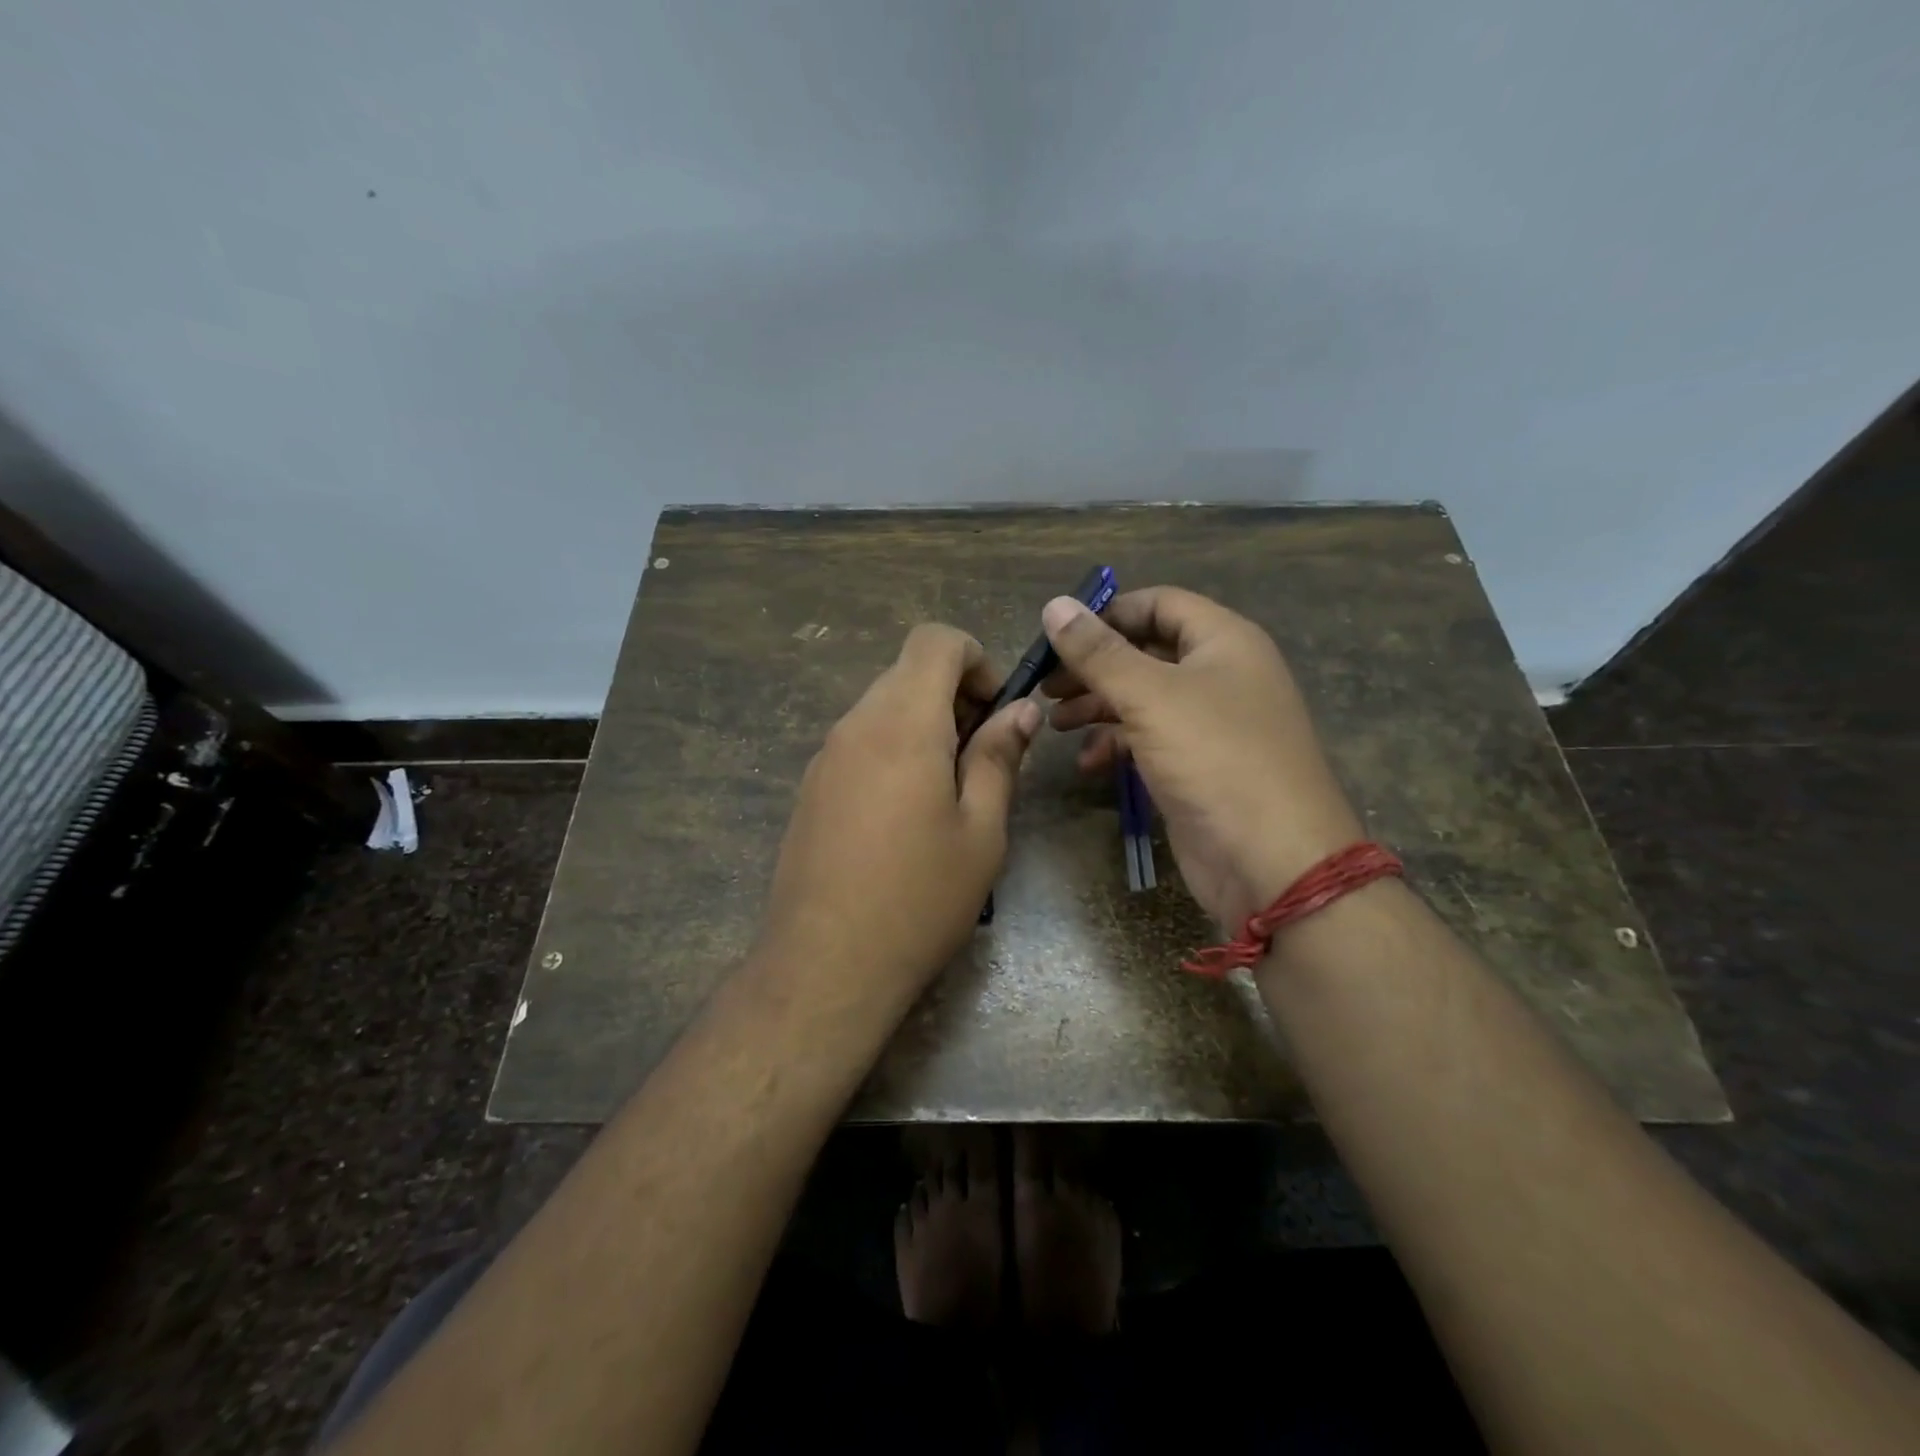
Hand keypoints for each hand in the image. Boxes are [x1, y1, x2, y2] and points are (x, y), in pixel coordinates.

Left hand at [757, 624, 1041, 997]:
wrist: (824, 965)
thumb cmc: (919, 898)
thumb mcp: (981, 830)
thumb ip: (999, 758)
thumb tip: (1020, 711)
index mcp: (903, 724)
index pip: (934, 640)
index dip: (975, 658)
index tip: (995, 712)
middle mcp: (856, 725)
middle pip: (908, 672)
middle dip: (955, 696)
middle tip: (983, 760)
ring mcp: (825, 756)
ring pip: (883, 707)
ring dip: (925, 726)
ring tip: (950, 793)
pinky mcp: (811, 787)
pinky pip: (860, 742)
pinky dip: (894, 751)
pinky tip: (906, 817)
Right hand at [1042, 588, 1363, 931]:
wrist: (1271, 860)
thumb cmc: (1214, 758)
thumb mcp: (1150, 696)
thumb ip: (1098, 652)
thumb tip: (1054, 605)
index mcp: (1223, 641)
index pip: (1159, 604)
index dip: (1108, 613)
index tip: (1058, 635)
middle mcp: (1220, 675)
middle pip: (1145, 652)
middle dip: (1093, 666)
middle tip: (1045, 685)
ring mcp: (1209, 724)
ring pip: (1143, 699)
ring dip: (1097, 707)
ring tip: (1054, 722)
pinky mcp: (1197, 767)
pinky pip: (1149, 741)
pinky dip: (1116, 746)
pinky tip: (1087, 763)